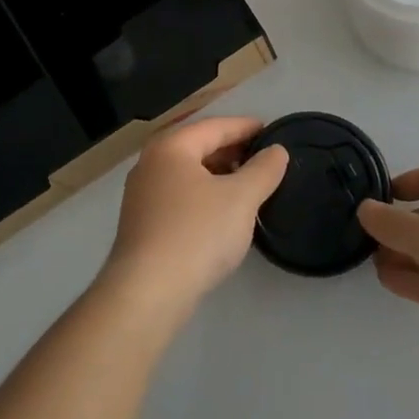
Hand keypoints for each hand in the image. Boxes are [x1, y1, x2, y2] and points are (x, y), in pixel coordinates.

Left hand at [100, 116, 288, 321]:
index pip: (215, 126)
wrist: (147, 292)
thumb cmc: (196, 233)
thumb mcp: (241, 199)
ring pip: (188, 173)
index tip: (271, 131)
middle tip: (263, 159)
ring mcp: (142, 194)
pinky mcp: (142, 224)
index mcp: (171, 147)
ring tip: (247, 185)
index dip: (245, 127)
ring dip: (218, 175)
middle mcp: (151, 163)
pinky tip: (222, 213)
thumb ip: (263, 170)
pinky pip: (179, 196)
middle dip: (232, 150)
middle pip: (198, 146)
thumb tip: (277, 151)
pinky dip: (203, 195)